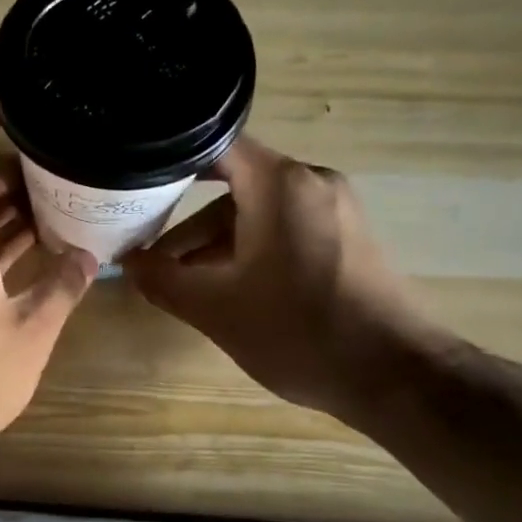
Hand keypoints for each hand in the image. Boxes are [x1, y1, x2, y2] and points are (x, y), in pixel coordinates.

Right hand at [122, 137, 449, 426]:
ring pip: (257, 213)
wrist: (394, 375)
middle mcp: (310, 182)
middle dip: (184, 219)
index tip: (134, 181)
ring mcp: (333, 210)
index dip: (169, 159)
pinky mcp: (346, 238)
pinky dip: (248, 250)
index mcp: (279, 184)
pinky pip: (283, 230)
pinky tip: (224, 287)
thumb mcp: (215, 308)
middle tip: (144, 246)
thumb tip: (127, 263)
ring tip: (178, 280)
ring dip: (214, 242)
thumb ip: (162, 280)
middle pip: (233, 185)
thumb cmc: (298, 331)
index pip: (214, 145)